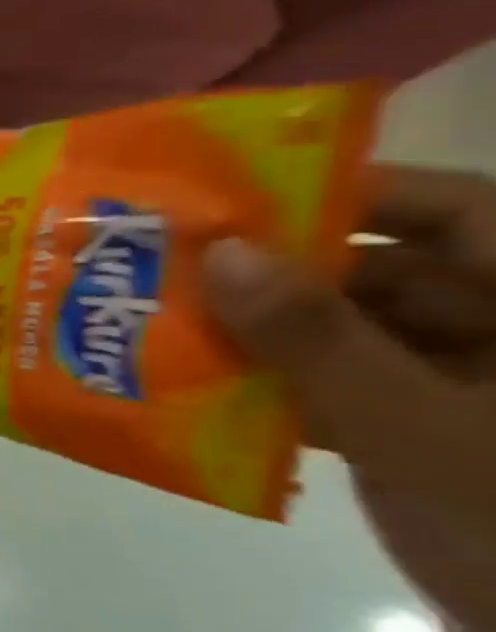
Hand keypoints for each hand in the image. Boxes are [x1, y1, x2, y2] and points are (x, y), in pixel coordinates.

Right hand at [203, 165, 495, 631]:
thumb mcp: (423, 427)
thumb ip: (320, 339)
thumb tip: (221, 254)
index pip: (462, 212)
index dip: (356, 193)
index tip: (242, 197)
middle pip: (390, 274)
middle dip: (280, 272)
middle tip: (173, 265)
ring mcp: (467, 392)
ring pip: (353, 336)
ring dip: (262, 335)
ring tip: (165, 323)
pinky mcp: (424, 438)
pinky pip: (339, 392)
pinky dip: (274, 389)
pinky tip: (202, 391)